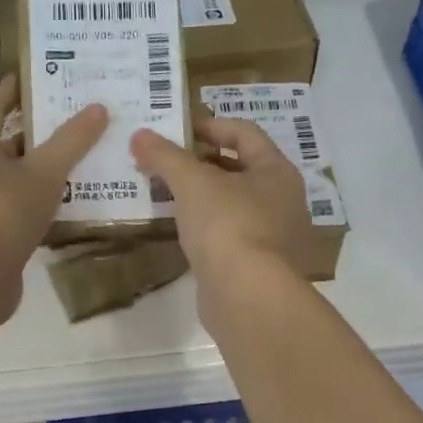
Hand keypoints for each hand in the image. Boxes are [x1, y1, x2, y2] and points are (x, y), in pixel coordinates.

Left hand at [0, 76, 106, 313]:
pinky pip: (21, 207)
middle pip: (7, 141)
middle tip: (77, 118)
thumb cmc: (3, 212)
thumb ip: (71, 141)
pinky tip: (72, 202)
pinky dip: (43, 200)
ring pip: (17, 177)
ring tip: (82, 158)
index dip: (15, 88)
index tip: (41, 75)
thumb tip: (99, 107)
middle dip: (41, 130)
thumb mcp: (44, 172)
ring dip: (45, 168)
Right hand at [130, 116, 319, 319]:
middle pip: (240, 168)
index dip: (210, 126)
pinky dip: (205, 227)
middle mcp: (282, 201)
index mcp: (277, 171)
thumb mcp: (192, 182)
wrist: (247, 296)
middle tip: (165, 163)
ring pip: (233, 204)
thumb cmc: (227, 225)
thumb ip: (165, 156)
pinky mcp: (257, 267)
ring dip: (202, 196)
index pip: (245, 133)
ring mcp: (273, 237)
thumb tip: (139, 135)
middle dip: (201, 162)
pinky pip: (228, 235)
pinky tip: (180, 230)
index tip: (176, 131)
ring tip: (166, 193)